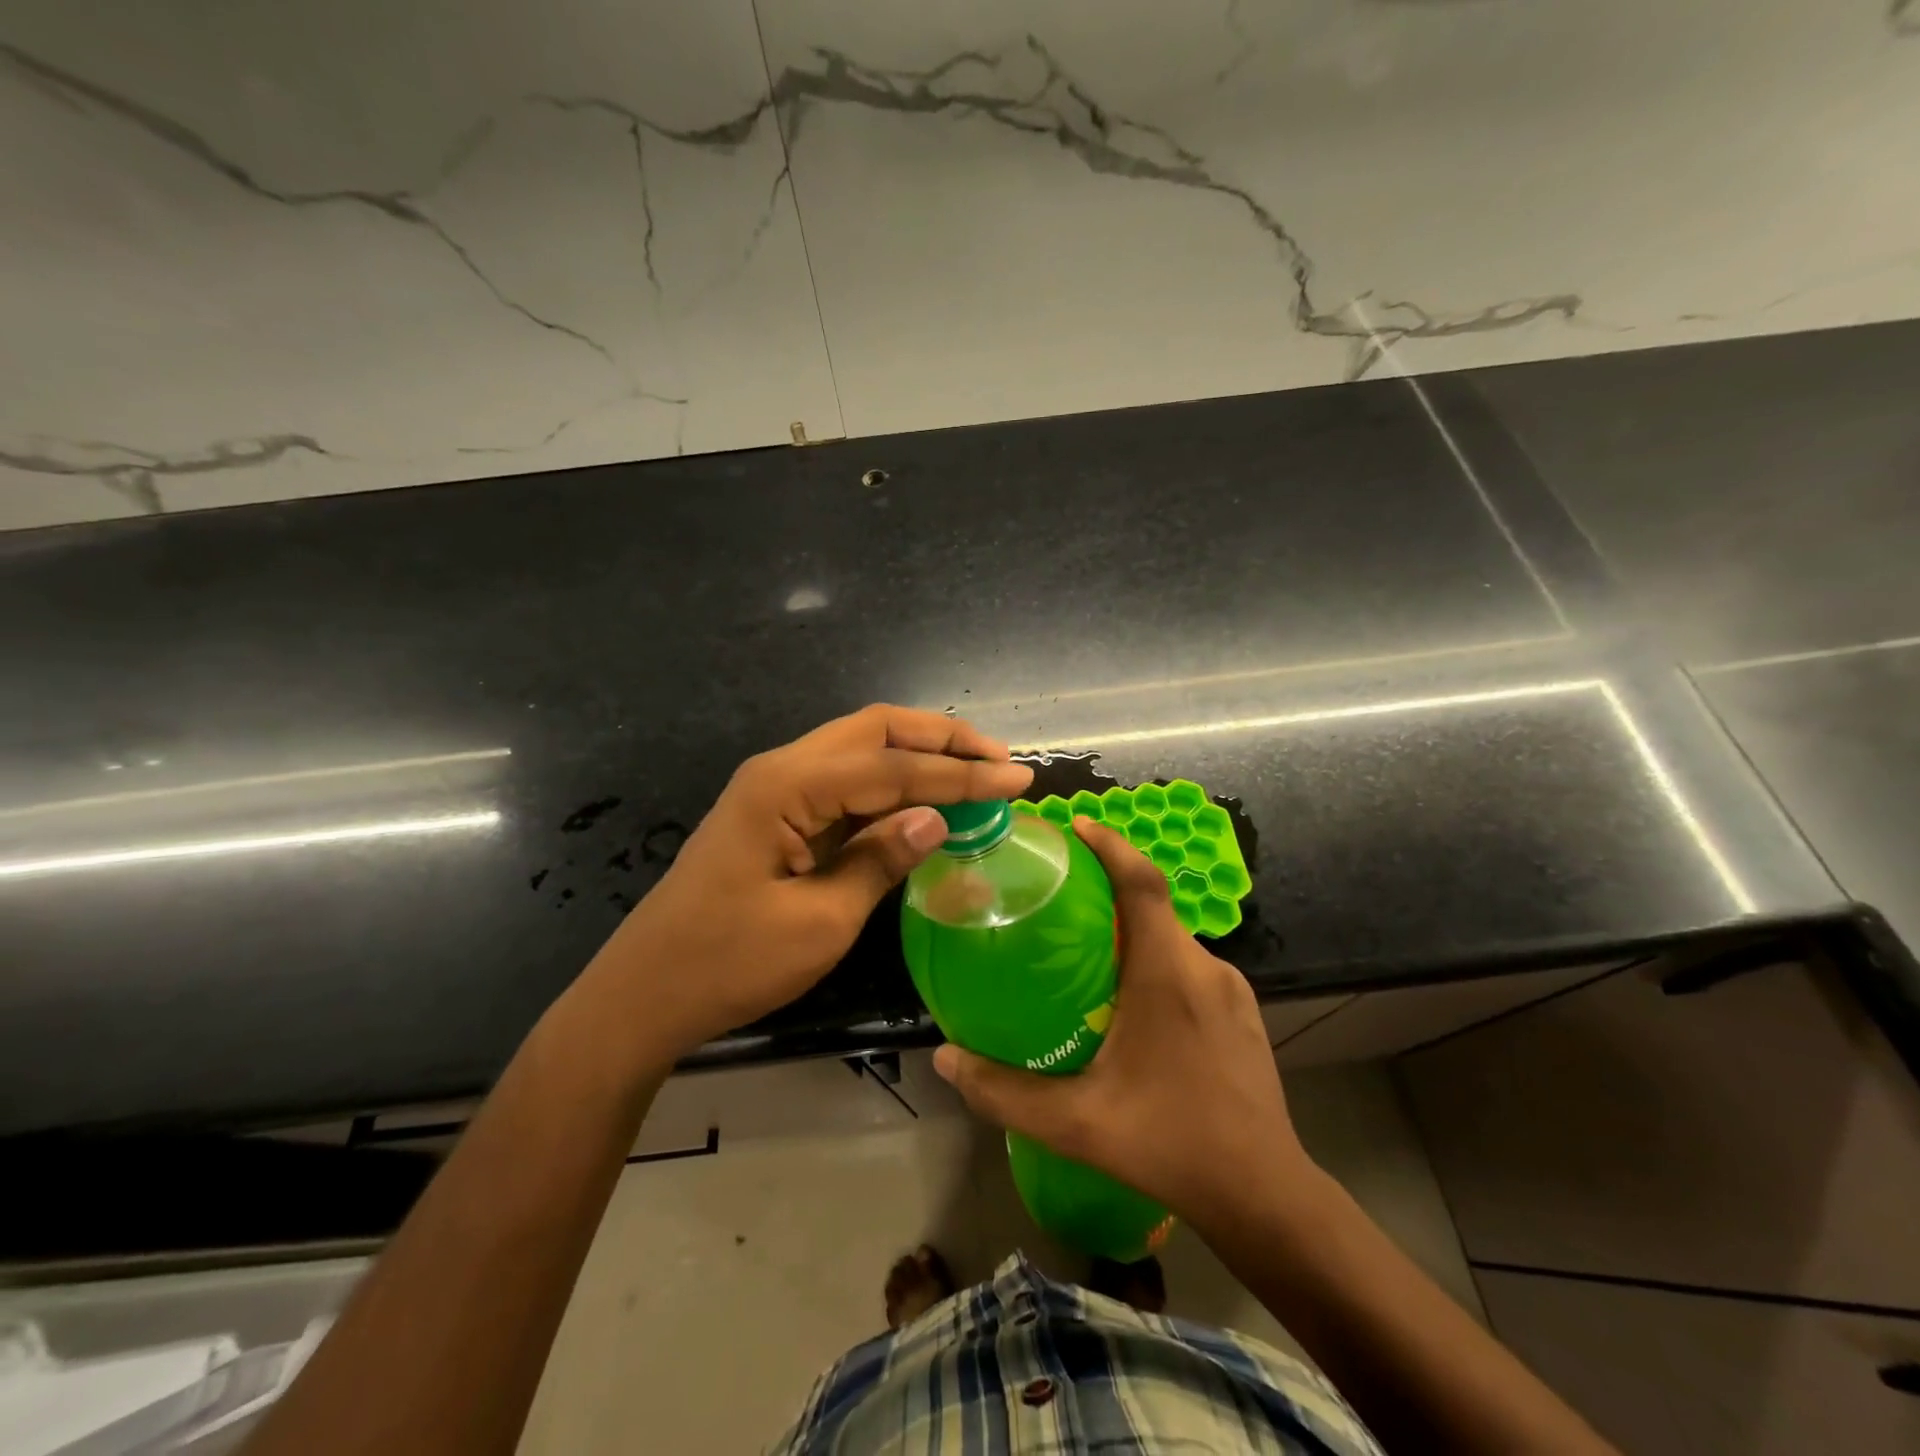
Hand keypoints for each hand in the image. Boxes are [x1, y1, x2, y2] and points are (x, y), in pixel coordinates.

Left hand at [598, 705, 1032, 1062]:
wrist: (645, 995)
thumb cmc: (729, 964)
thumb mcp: (820, 921)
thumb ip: (881, 859)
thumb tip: (937, 818)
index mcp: (788, 786)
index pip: (893, 767)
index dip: (961, 773)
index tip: (1017, 778)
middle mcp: (782, 769)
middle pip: (875, 730)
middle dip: (941, 738)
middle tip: (998, 758)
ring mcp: (776, 788)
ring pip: (860, 749)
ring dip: (918, 755)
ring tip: (975, 769)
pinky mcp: (776, 814)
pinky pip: (844, 783)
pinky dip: (890, 785)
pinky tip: (924, 800)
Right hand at [933, 816, 1315, 1233]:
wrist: (1265, 1195)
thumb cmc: (1170, 1144)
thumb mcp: (1077, 1122)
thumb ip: (1005, 1091)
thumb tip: (944, 1058)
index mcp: (1167, 973)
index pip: (1143, 883)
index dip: (1111, 845)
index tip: (1077, 826)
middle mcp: (1204, 967)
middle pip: (1154, 907)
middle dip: (1110, 892)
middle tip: (1061, 902)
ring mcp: (1232, 990)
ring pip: (1172, 940)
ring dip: (1133, 933)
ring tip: (1089, 955)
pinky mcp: (1244, 1013)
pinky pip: (1190, 968)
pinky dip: (1157, 963)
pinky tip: (1133, 1006)